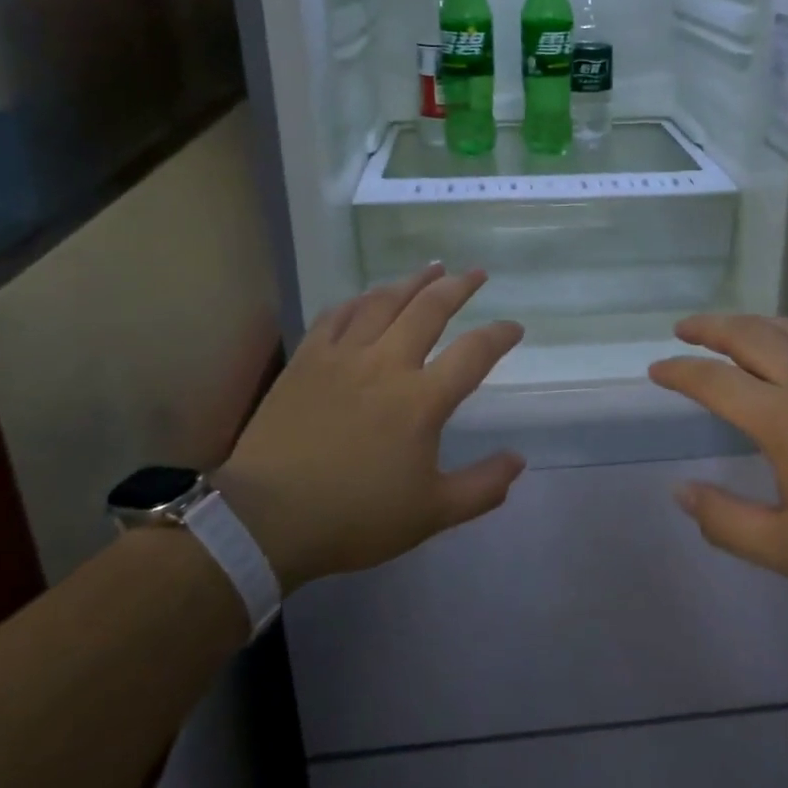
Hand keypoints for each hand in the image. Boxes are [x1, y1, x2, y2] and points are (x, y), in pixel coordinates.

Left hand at [213, 266, 524, 592]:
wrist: (267, 519)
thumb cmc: (354, 517)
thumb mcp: (431, 514)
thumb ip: (481, 487)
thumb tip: (519, 461)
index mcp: (422, 400)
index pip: (473, 353)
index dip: (499, 335)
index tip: (514, 327)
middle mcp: (386, 364)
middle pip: (429, 310)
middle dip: (458, 287)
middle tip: (476, 273)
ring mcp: (343, 356)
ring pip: (384, 302)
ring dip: (412, 282)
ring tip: (432, 268)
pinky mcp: (307, 359)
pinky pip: (337, 315)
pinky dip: (359, 300)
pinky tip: (368, 295)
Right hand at [648, 315, 787, 606]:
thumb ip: (726, 522)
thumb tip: (681, 492)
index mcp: (784, 417)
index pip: (715, 381)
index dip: (680, 371)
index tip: (656, 370)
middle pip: (748, 335)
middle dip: (709, 327)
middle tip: (684, 329)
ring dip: (750, 322)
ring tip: (730, 329)